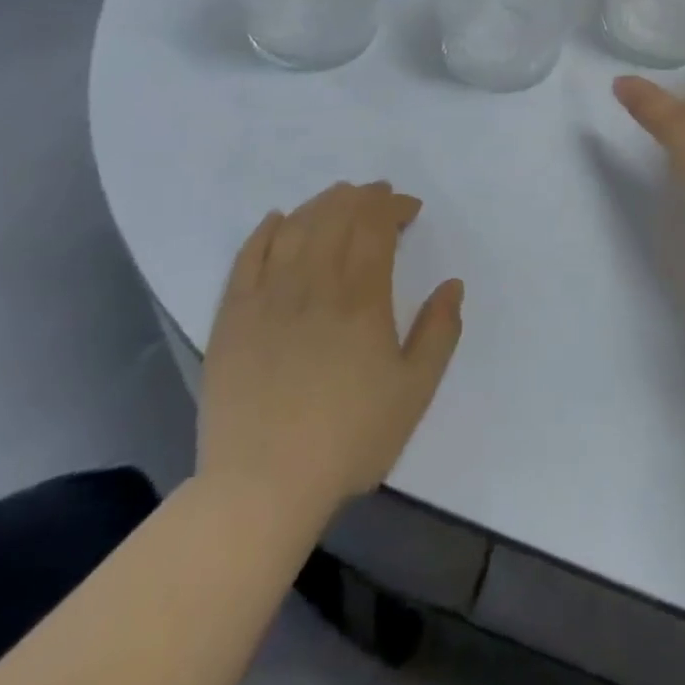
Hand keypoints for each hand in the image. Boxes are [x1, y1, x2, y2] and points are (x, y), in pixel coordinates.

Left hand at [198, 182, 462, 544]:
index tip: (410, 209)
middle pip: (337, 215)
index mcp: (361, 297)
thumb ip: (440, 332)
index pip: (376, 225)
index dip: (394, 206)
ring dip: (322, 204)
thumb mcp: (414, 391)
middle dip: (363, 197)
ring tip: (339, 200)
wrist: (260, 488)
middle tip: (379, 196)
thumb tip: (452, 284)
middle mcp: (314, 283)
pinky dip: (266, 230)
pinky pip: (247, 257)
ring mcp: (268, 297)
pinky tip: (278, 220)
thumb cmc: (348, 439)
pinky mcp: (233, 317)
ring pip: (296, 227)